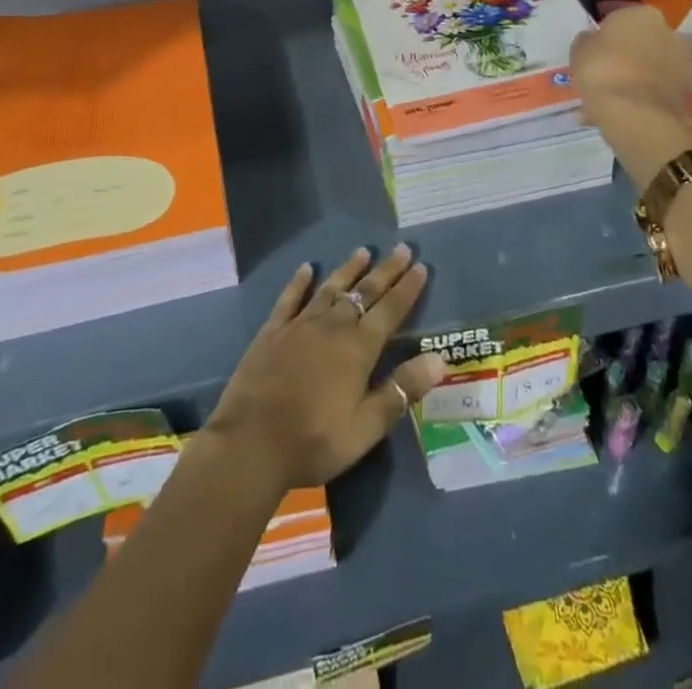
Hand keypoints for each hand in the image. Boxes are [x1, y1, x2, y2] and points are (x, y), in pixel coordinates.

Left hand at [202, 245, 445, 491]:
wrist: (251, 443)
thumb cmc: (314, 441)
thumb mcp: (365, 427)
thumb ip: (401, 390)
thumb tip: (439, 359)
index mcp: (358, 349)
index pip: (390, 310)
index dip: (407, 289)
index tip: (420, 266)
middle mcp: (332, 327)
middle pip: (363, 292)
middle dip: (385, 270)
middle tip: (401, 248)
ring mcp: (299, 325)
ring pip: (330, 288)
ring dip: (348, 269)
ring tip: (362, 251)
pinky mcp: (272, 331)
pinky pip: (290, 298)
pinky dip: (299, 282)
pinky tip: (306, 268)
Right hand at [570, 3, 691, 121]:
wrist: (635, 114)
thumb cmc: (601, 70)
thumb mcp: (579, 50)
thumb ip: (588, 40)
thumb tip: (593, 39)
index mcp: (641, 13)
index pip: (619, 18)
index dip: (605, 35)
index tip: (593, 51)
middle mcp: (668, 31)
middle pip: (640, 41)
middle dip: (625, 55)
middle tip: (603, 73)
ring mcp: (681, 61)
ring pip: (650, 66)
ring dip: (634, 77)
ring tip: (611, 98)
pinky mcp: (686, 89)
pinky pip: (657, 88)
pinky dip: (643, 96)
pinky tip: (622, 110)